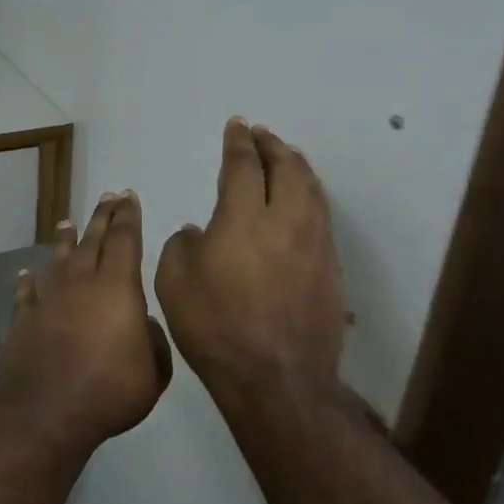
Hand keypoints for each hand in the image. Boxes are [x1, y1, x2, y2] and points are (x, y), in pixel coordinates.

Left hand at [0, 190, 171, 458]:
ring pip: (58, 260)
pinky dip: (28, 282)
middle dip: (102, 217)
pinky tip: (26, 274)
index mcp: (116, 288)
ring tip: (66, 224)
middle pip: (92, 241)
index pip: (124, 241)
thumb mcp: (153, 373)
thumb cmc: (109, 391)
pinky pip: (27, 294)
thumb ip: (154, 342)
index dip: (127, 217)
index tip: (128, 196)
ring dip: (64, 241)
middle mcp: (80, 283)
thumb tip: (144, 324)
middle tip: (108, 196)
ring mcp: (48, 299)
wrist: (47, 410)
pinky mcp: (24, 319)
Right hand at [155, 118, 345, 402]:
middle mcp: (285, 221)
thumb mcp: (173, 281)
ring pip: (312, 190)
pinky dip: (310, 196)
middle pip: (286, 168)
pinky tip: (302, 201)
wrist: (276, 378)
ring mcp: (314, 245)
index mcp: (243, 218)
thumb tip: (200, 233)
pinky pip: (321, 217)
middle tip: (262, 133)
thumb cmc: (215, 326)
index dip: (238, 142)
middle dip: (272, 146)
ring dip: (297, 166)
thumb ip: (183, 244)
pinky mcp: (330, 269)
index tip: (237, 125)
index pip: (243, 166)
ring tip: (287, 156)